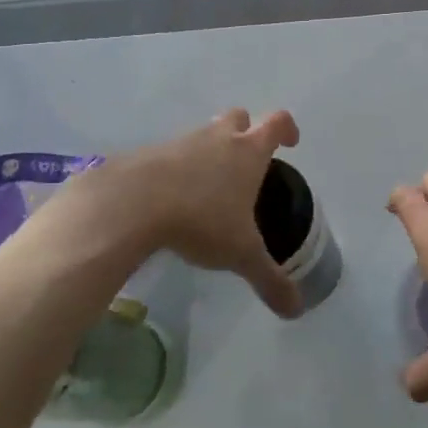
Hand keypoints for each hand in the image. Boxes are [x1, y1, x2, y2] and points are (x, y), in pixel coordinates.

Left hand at [61, 109, 304, 317]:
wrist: (130, 204)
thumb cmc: (200, 220)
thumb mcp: (240, 254)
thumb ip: (270, 279)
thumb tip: (297, 309)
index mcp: (248, 152)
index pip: (276, 122)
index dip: (287, 128)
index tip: (290, 142)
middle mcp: (217, 138)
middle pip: (238, 118)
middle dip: (245, 132)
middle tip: (246, 162)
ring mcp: (181, 142)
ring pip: (203, 135)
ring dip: (209, 151)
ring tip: (208, 188)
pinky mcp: (148, 153)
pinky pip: (171, 154)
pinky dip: (177, 169)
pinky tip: (171, 199)